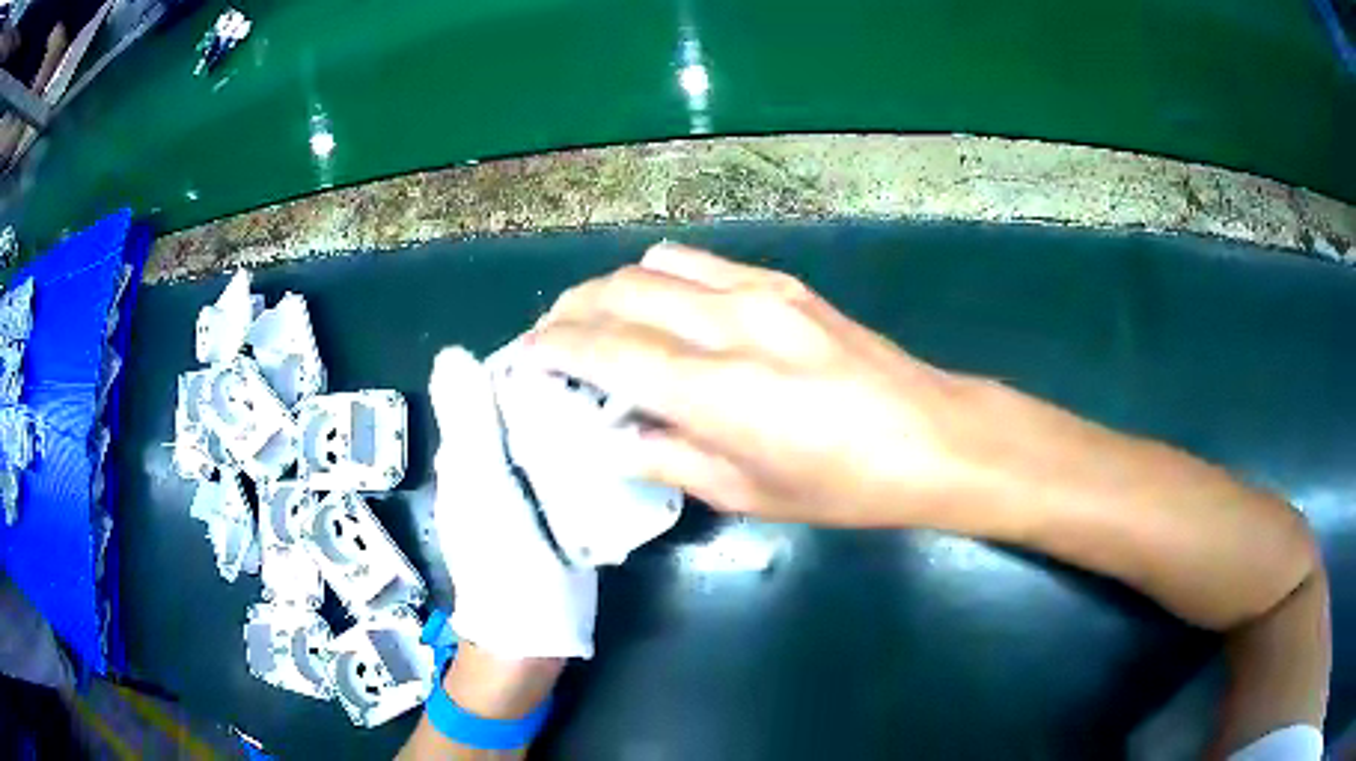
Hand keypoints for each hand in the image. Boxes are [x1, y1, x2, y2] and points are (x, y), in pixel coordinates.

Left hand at [428, 348, 596, 658]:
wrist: (534, 637)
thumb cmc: (503, 564)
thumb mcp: (480, 490)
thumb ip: (468, 426)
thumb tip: (450, 351)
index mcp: (467, 451)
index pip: (493, 383)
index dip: (528, 356)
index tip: (576, 335)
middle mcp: (493, 462)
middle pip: (526, 405)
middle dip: (561, 382)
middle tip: (614, 364)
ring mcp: (527, 487)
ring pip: (551, 432)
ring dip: (579, 413)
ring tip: (626, 390)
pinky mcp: (558, 507)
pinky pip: (571, 463)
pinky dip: (591, 447)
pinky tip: (624, 435)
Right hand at [524, 243, 977, 526]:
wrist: (931, 435)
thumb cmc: (845, 485)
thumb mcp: (750, 496)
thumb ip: (670, 459)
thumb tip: (618, 437)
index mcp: (719, 391)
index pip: (607, 351)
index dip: (555, 350)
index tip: (526, 359)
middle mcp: (730, 325)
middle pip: (620, 293)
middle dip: (569, 311)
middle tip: (547, 339)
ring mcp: (760, 293)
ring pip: (655, 266)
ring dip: (610, 288)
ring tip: (593, 320)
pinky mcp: (784, 283)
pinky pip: (699, 263)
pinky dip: (658, 276)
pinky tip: (657, 304)